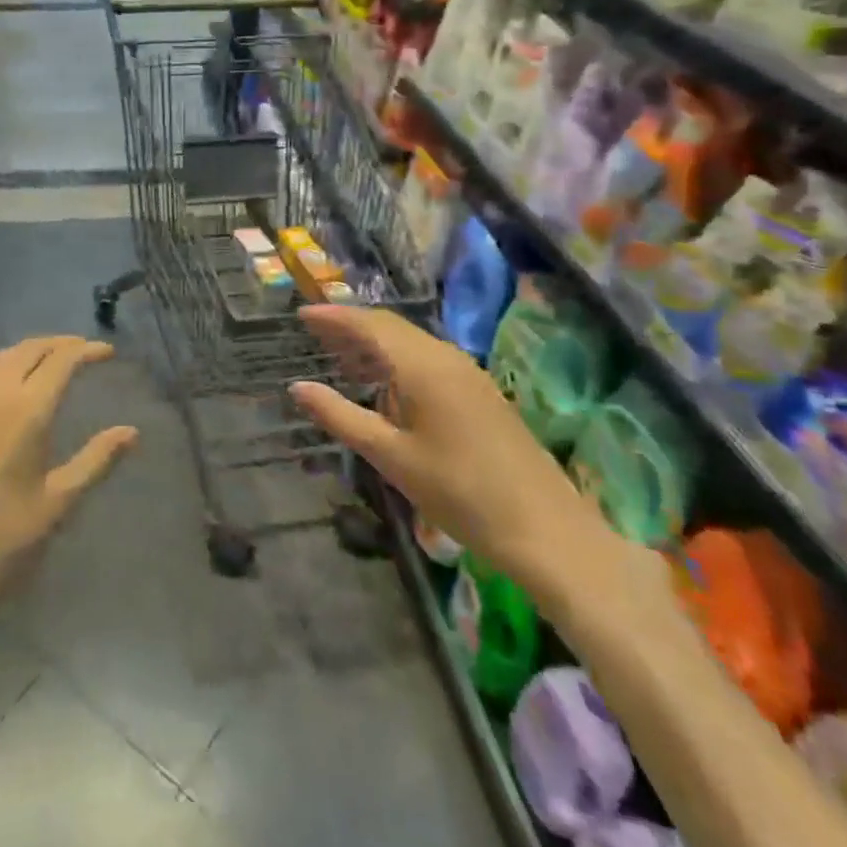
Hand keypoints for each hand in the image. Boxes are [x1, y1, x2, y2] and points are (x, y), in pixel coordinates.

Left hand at [0, 336, 138, 627]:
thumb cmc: (3, 539)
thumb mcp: (59, 501)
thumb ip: (97, 459)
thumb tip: (132, 432)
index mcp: (26, 410)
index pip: (62, 360)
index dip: (87, 351)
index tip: (107, 353)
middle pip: (29, 349)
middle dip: (59, 344)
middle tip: (82, 351)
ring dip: (28, 352)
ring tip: (49, 362)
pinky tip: (4, 387)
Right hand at [290, 305, 617, 610]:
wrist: (547, 531)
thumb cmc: (461, 493)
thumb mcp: (391, 457)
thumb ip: (341, 417)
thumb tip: (298, 387)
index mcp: (423, 366)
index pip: (370, 325)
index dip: (334, 316)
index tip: (302, 314)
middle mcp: (446, 358)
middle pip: (391, 328)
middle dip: (351, 326)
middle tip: (315, 333)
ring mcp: (469, 374)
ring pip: (412, 343)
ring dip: (375, 344)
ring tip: (341, 357)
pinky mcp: (481, 393)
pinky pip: (429, 359)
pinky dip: (398, 360)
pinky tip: (386, 386)